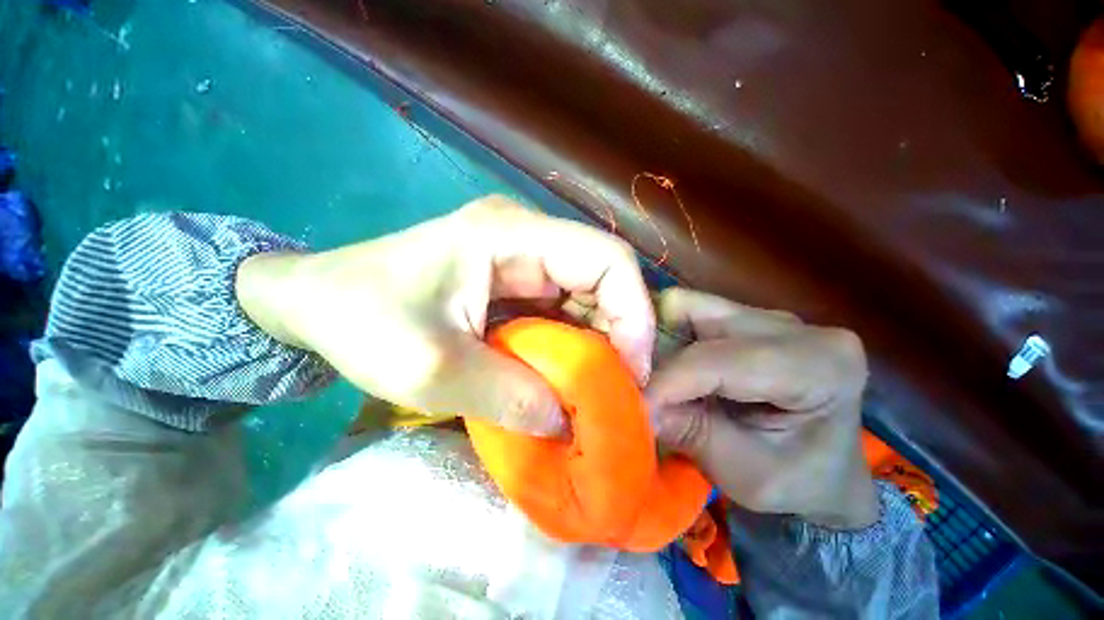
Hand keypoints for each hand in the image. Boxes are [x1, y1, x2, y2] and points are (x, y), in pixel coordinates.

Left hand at [235, 195, 654, 435]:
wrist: (314, 301)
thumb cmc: (360, 319)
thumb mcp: (431, 368)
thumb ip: (508, 398)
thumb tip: (568, 421)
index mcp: (509, 234)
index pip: (607, 258)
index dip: (634, 312)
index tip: (633, 371)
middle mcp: (525, 237)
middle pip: (603, 278)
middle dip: (620, 335)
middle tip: (618, 391)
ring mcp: (521, 258)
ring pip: (586, 297)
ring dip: (596, 345)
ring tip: (594, 392)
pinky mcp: (513, 281)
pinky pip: (562, 310)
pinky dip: (572, 346)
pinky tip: (565, 378)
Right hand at [647, 288, 877, 527]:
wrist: (826, 475)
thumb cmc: (799, 484)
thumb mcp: (748, 474)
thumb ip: (692, 433)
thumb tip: (637, 403)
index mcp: (820, 364)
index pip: (721, 358)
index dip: (669, 380)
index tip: (634, 403)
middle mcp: (793, 325)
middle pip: (696, 312)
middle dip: (655, 348)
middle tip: (636, 383)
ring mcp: (765, 317)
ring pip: (685, 307)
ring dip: (657, 342)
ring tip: (652, 378)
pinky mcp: (742, 319)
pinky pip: (686, 315)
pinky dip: (665, 339)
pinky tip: (666, 369)